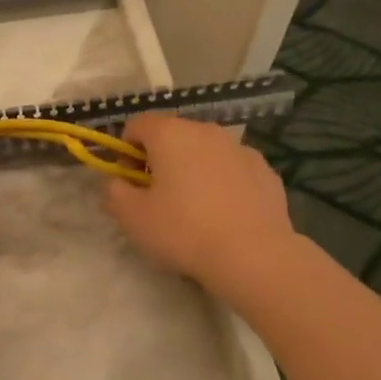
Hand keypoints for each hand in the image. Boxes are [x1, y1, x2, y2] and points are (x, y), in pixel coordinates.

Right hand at [103, 113, 294, 289]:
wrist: (254, 256)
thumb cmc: (184, 231)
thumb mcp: (132, 217)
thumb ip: (114, 192)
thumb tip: (118, 182)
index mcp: (170, 133)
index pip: (137, 124)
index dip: (125, 150)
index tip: (128, 181)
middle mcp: (206, 130)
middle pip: (173, 135)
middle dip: (160, 159)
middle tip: (158, 197)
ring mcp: (240, 148)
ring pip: (205, 151)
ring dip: (193, 169)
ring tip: (195, 209)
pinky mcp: (266, 171)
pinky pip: (233, 169)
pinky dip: (223, 183)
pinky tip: (225, 215)